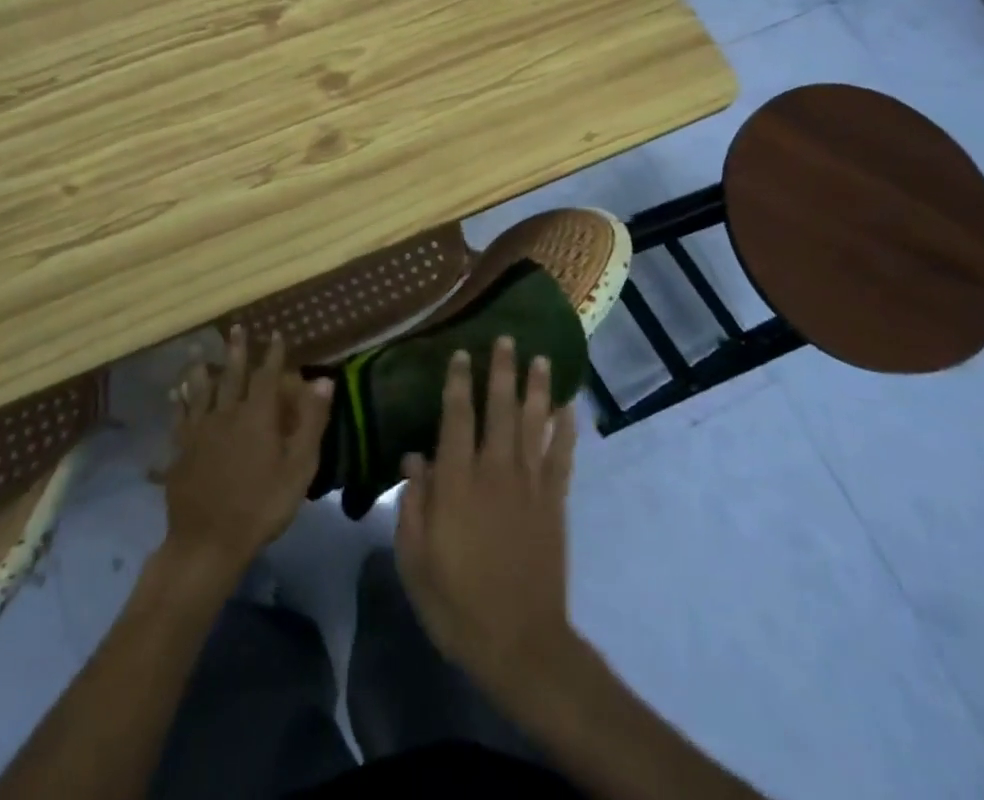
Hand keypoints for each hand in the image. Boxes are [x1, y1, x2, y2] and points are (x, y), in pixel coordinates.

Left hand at [161, 326, 332, 586]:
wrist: (208, 541)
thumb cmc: (262, 505)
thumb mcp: (298, 467)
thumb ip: (311, 421)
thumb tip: (323, 380)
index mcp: (257, 415)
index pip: (267, 375)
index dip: (272, 354)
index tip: (276, 333)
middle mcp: (226, 413)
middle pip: (231, 375)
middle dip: (236, 350)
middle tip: (235, 328)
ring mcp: (199, 431)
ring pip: (199, 390)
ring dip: (199, 368)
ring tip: (195, 349)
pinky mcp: (181, 450)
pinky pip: (179, 417)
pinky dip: (178, 402)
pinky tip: (174, 394)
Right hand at [395, 336, 577, 699]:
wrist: (520, 644)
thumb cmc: (457, 603)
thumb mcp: (415, 560)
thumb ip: (413, 504)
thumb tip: (413, 457)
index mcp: (457, 483)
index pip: (456, 419)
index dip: (458, 383)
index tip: (460, 354)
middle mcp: (495, 472)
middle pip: (500, 410)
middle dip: (501, 372)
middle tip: (505, 339)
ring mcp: (529, 486)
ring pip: (534, 424)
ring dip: (537, 389)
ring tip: (540, 358)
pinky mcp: (554, 503)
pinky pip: (562, 457)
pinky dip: (566, 429)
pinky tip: (569, 406)